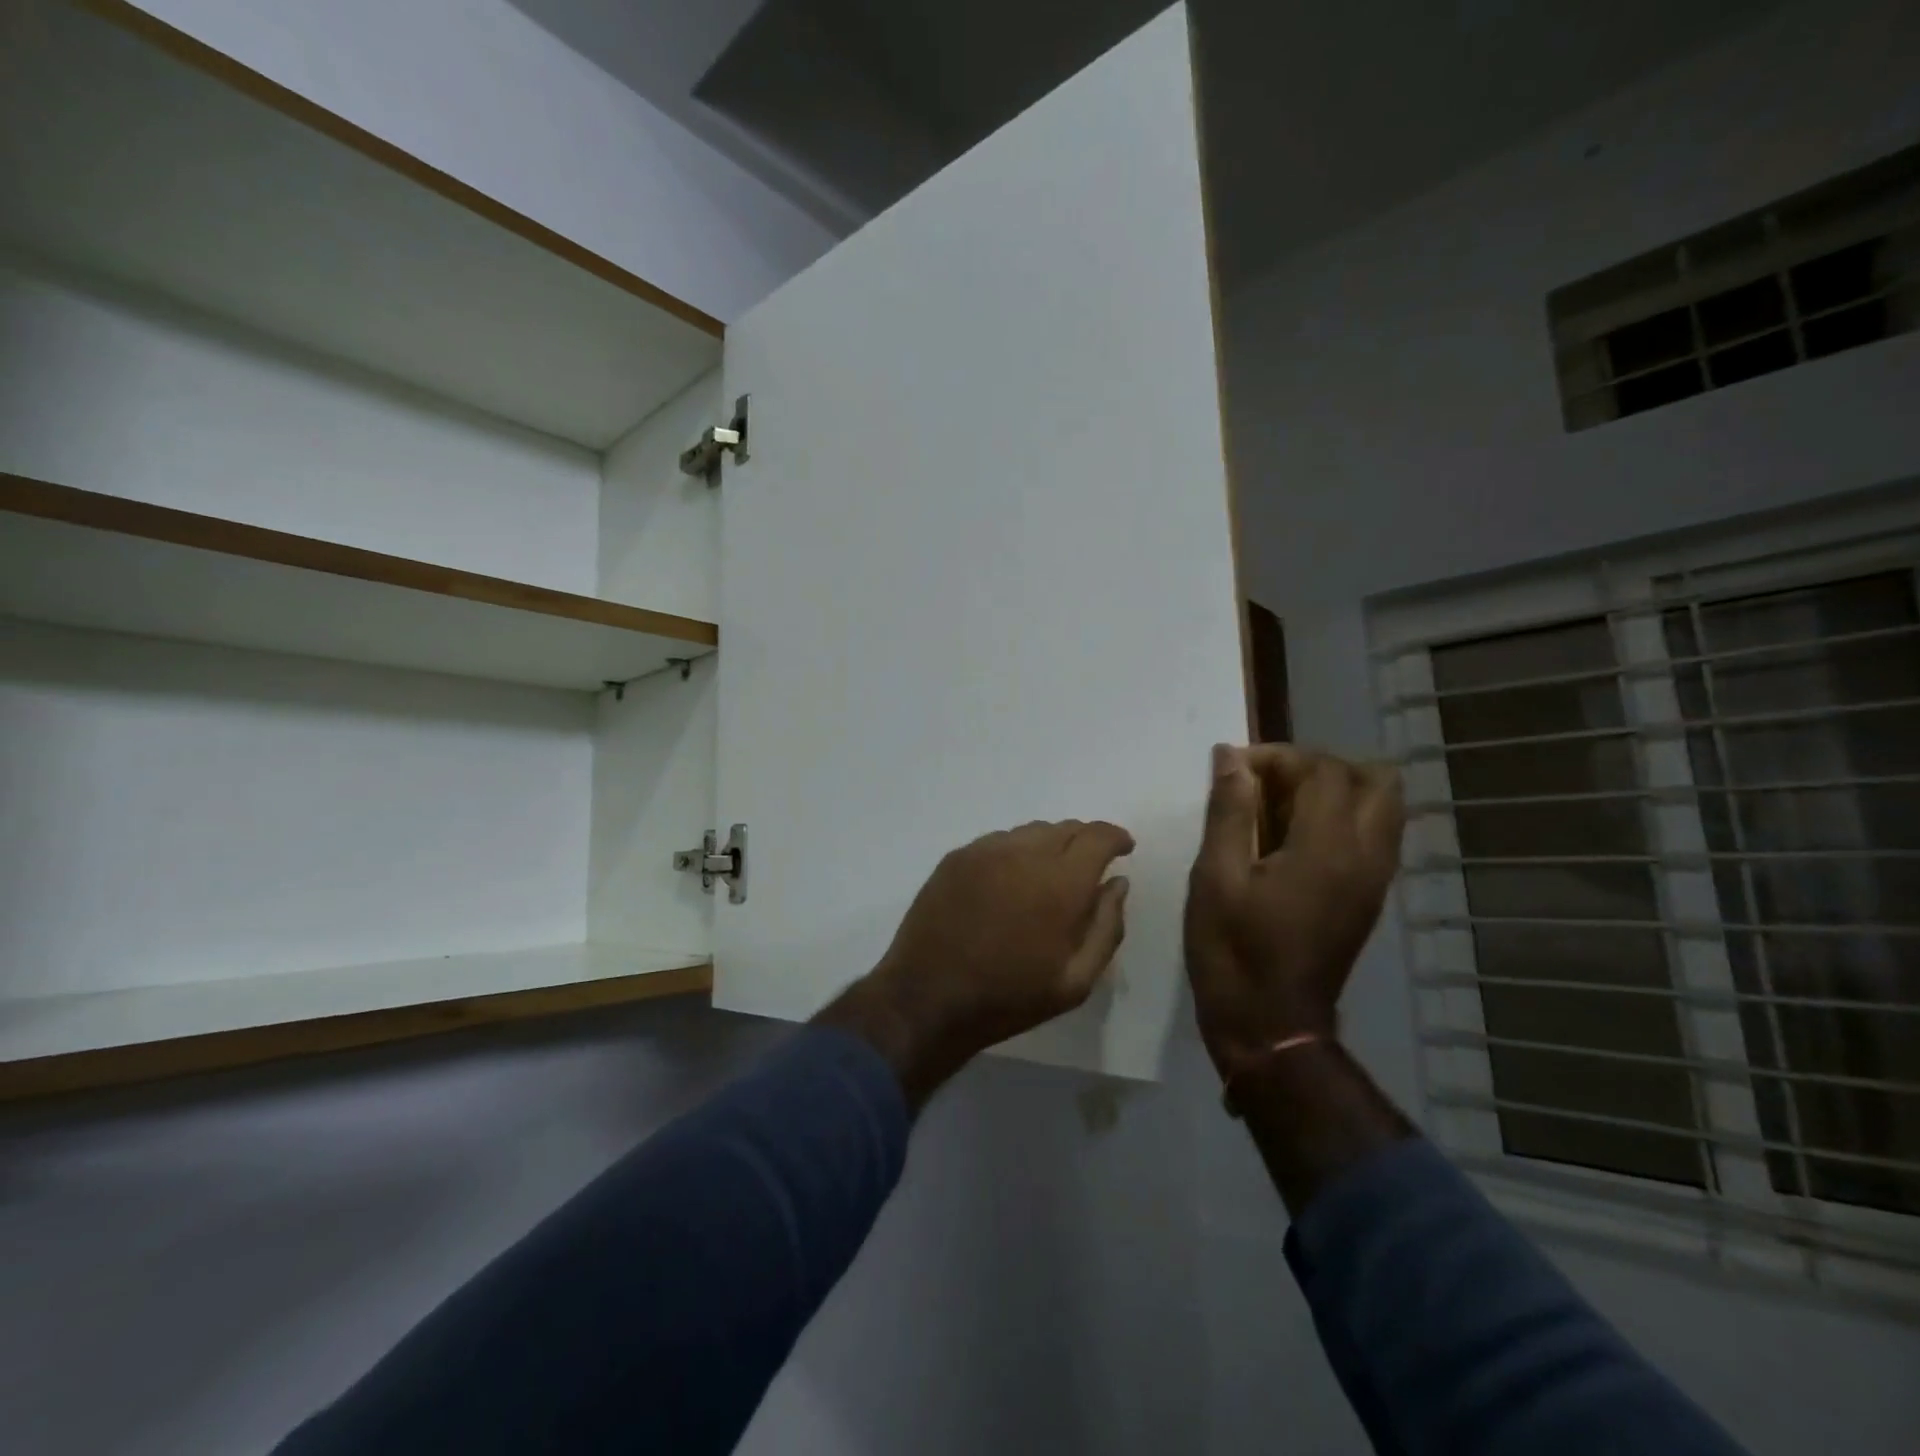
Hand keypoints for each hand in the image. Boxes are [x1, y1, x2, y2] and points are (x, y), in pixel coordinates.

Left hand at [819, 820, 1133, 1105]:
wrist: (928, 998)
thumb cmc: (1009, 997)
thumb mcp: (1076, 980)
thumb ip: (1107, 926)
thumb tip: (1117, 883)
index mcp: (1060, 883)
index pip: (1098, 837)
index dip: (1116, 838)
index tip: (1124, 849)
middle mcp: (1023, 854)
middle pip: (1065, 828)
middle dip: (1085, 841)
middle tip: (1089, 866)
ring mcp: (985, 851)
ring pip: (1031, 832)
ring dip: (1050, 845)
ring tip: (1050, 874)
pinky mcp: (956, 857)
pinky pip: (999, 841)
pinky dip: (1017, 851)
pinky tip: (1012, 879)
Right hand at [1184, 744, 1402, 1078]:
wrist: (1270, 1024)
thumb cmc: (1233, 950)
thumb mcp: (1215, 877)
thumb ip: (1228, 812)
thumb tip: (1231, 757)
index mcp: (1327, 849)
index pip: (1324, 770)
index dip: (1279, 756)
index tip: (1235, 769)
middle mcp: (1366, 856)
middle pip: (1376, 779)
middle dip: (1320, 766)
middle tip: (1270, 783)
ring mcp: (1374, 879)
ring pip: (1383, 806)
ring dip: (1335, 790)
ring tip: (1279, 807)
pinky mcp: (1369, 896)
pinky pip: (1374, 834)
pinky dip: (1341, 817)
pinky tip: (1292, 838)